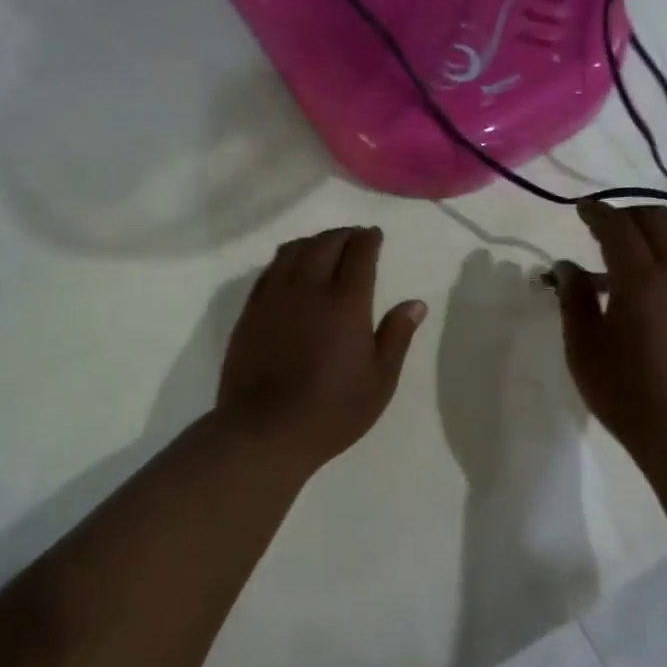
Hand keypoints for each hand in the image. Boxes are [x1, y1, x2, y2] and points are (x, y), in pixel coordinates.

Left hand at [218, 226, 426, 470]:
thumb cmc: (332, 411)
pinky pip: (269, 270)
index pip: (359, 253)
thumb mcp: (379, 381)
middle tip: (354, 238)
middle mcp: (308, 288)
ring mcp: (274, 297)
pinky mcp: (250, 311)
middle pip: (325, 243)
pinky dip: (286, 258)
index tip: (374, 236)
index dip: (368, 240)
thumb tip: (415, 303)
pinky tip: (291, 269)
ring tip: (324, 247)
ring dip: (313, 242)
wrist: (265, 431)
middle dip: (343, 235)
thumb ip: (397, 336)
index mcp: (346, 303)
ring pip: (293, 250)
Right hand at [555, 203, 666, 467]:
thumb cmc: (627, 394)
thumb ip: (574, 300)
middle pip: (658, 218)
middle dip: (628, 215)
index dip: (597, 213)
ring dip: (659, 227)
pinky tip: (660, 275)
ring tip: (635, 250)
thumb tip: (566, 266)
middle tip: (603, 231)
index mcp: (641, 281)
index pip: (618, 227)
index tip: (581, 210)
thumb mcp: (584, 349)